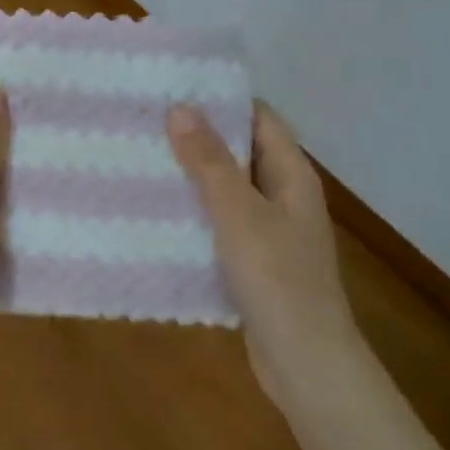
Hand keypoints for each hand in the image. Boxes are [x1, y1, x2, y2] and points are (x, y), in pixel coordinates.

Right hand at [168, 101, 360, 400]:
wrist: (305, 361)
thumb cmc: (276, 278)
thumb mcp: (238, 213)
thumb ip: (209, 162)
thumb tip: (181, 108)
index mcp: (292, 175)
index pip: (260, 118)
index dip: (223, 100)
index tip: (176, 88)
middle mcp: (284, 196)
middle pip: (242, 152)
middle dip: (200, 137)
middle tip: (148, 123)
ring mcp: (271, 231)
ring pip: (229, 190)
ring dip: (194, 176)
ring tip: (145, 160)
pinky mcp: (255, 261)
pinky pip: (222, 224)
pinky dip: (196, 213)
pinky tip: (160, 213)